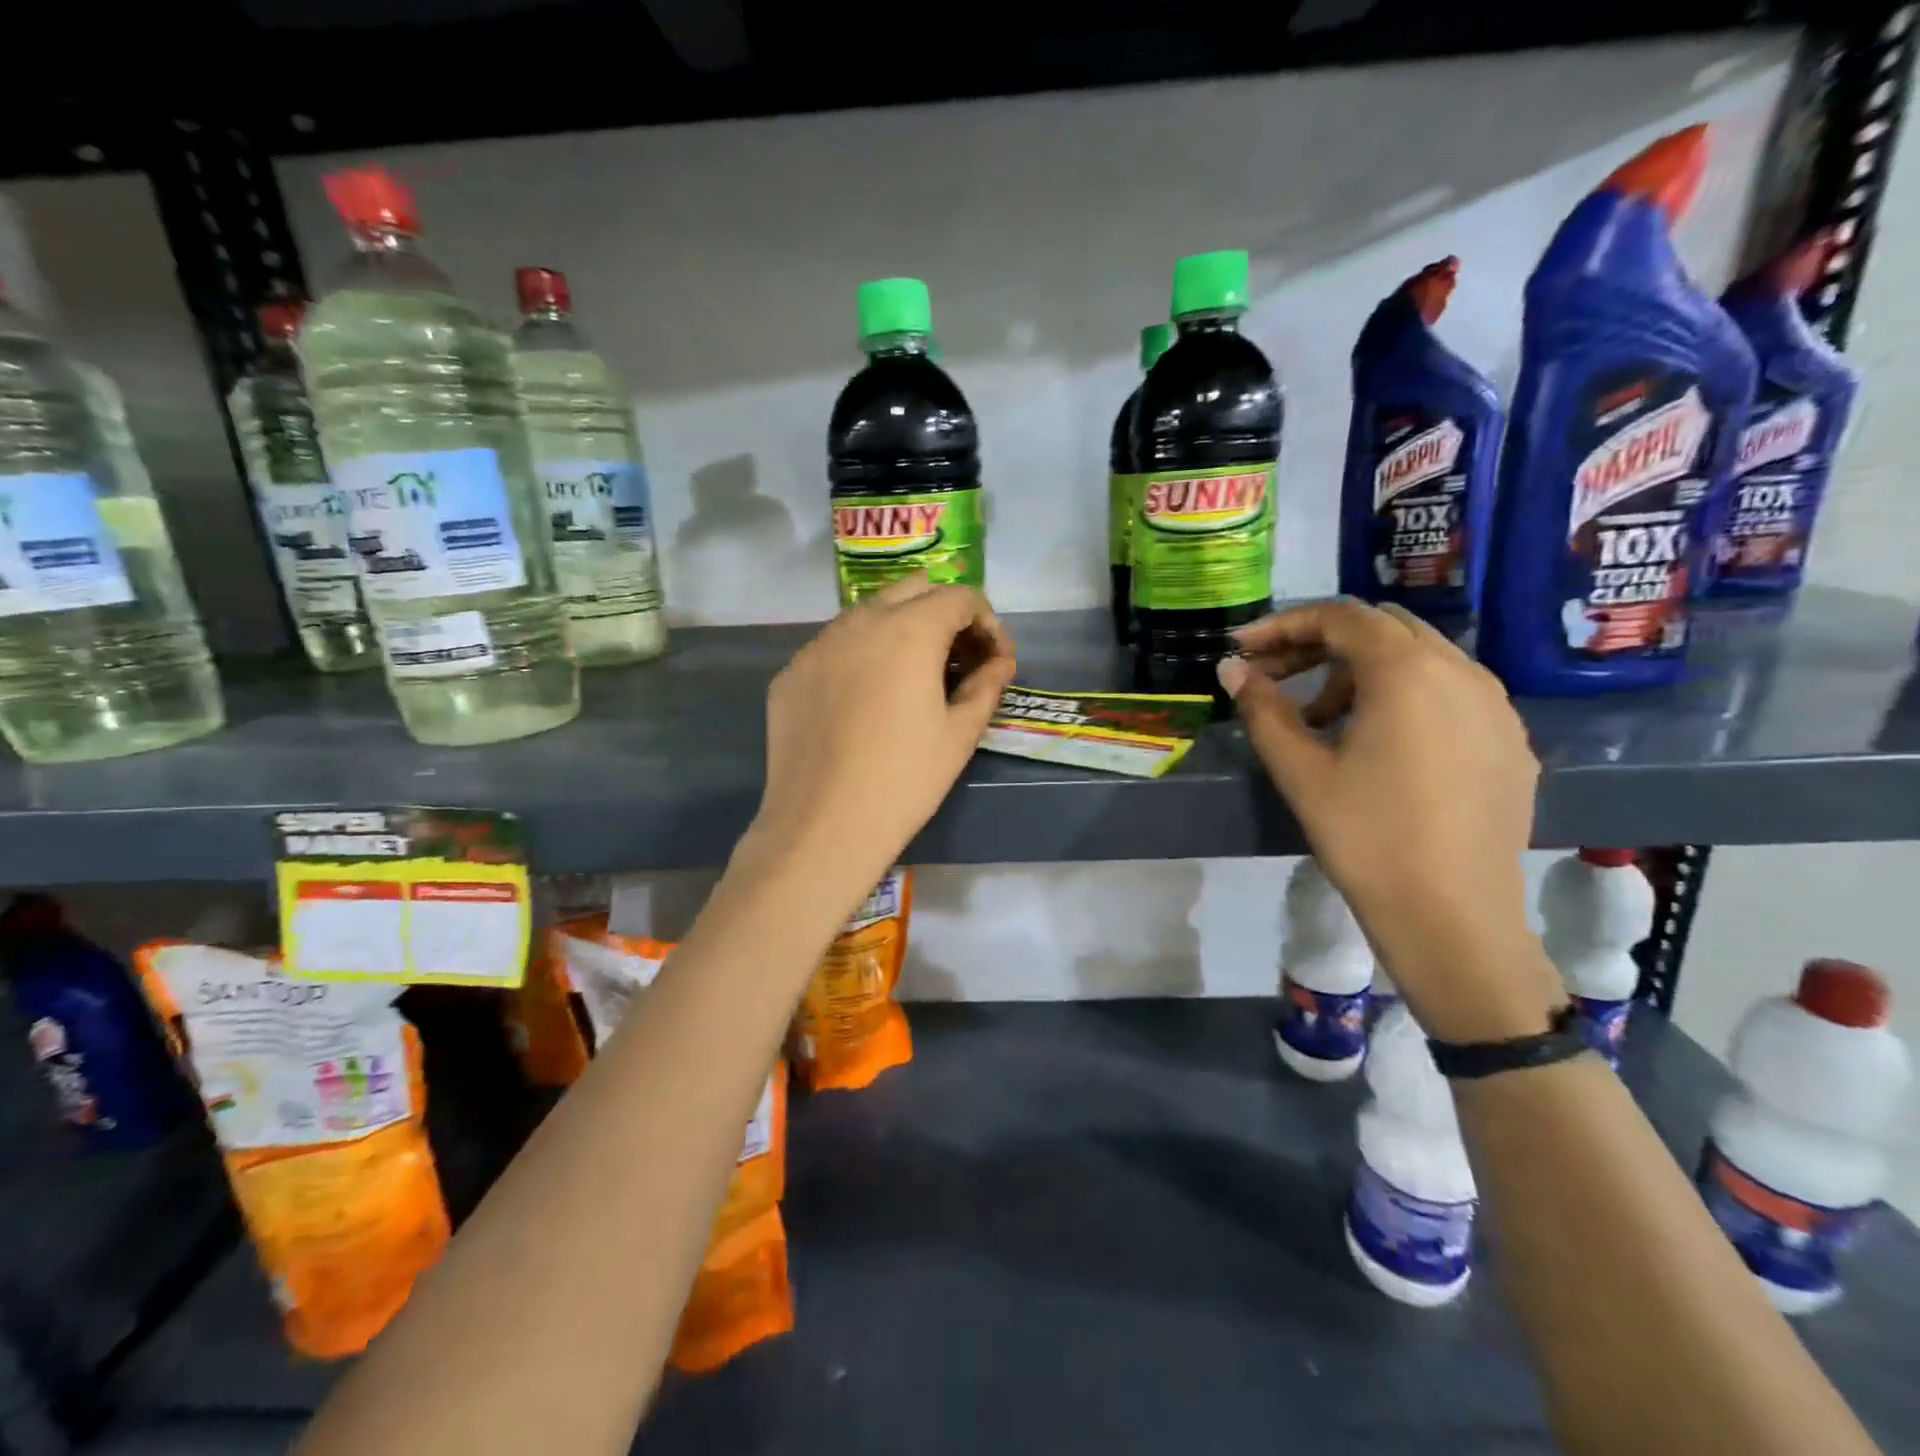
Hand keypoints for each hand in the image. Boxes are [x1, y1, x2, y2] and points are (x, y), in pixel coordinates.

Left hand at [743, 576, 1015, 905]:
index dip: (987, 622)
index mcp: (909, 630)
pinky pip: (834, 647)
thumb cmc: (904, 780)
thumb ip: (986, 686)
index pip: (959, 597)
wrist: (822, 826)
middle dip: (943, 613)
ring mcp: (818, 645)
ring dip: (899, 629)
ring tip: (911, 677)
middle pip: (912, 590)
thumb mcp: (959, 735)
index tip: (994, 659)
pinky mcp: (791, 672)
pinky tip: (865, 701)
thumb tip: (1000, 663)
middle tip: (957, 659)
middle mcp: (859, 621)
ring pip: (867, 614)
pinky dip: (860, 656)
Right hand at [1219, 599, 1562, 1040]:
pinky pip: (1450, 693)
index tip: (1242, 649)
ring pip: (1419, 658)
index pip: (1339, 617)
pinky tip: (1379, 744)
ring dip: (1361, 671)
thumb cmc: (1366, 836)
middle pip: (1381, 628)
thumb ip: (1262, 708)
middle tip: (1275, 677)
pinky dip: (1403, 696)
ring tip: (1321, 719)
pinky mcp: (1510, 740)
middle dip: (1320, 643)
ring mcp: (1495, 705)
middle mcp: (1461, 670)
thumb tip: (1231, 669)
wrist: (1453, 914)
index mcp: (1406, 671)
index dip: (1282, 625)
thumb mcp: (1299, 770)